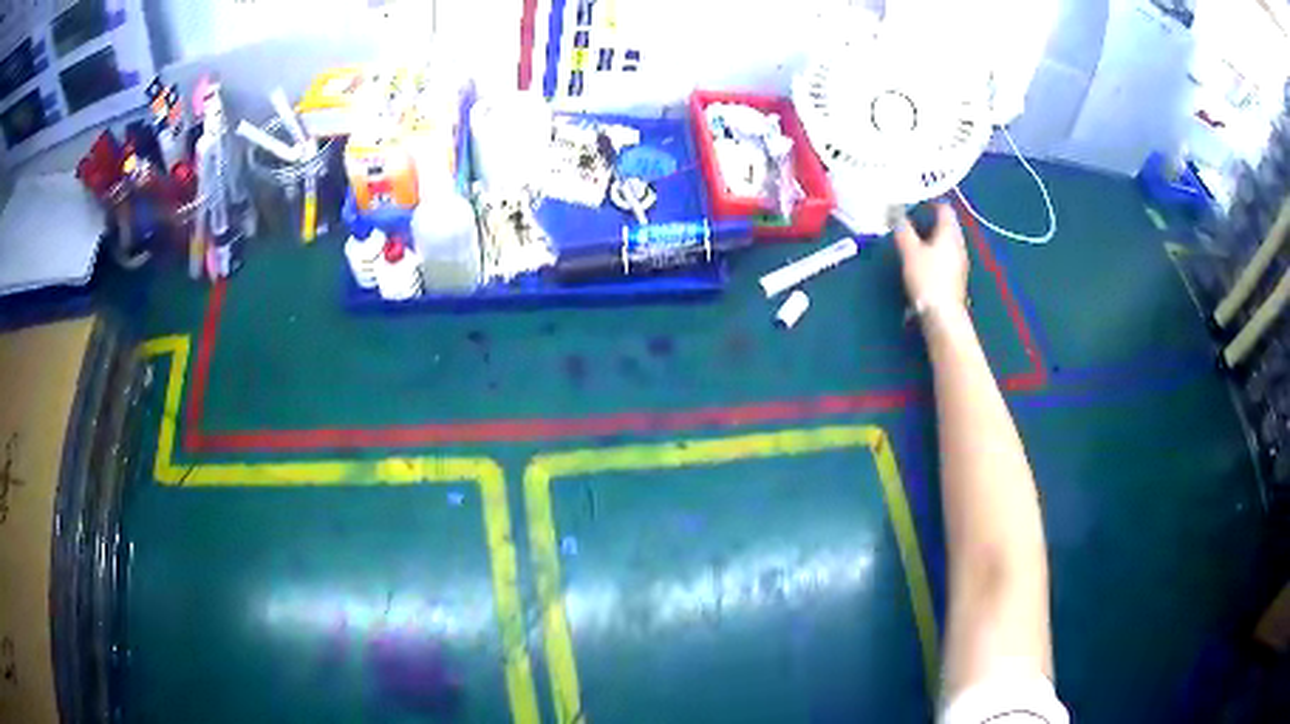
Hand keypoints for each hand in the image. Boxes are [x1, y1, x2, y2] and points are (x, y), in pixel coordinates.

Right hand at [894, 202, 968, 314]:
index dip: (931, 201)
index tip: (915, 200)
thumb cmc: (927, 278)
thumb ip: (902, 228)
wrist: (943, 315)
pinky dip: (935, 251)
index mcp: (950, 233)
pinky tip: (924, 259)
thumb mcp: (910, 251)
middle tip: (911, 217)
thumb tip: (895, 209)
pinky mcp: (956, 277)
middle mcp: (959, 244)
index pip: (944, 208)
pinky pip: (946, 255)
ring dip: (933, 236)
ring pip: (947, 241)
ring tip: (915, 237)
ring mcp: (960, 261)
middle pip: (947, 224)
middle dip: (931, 219)